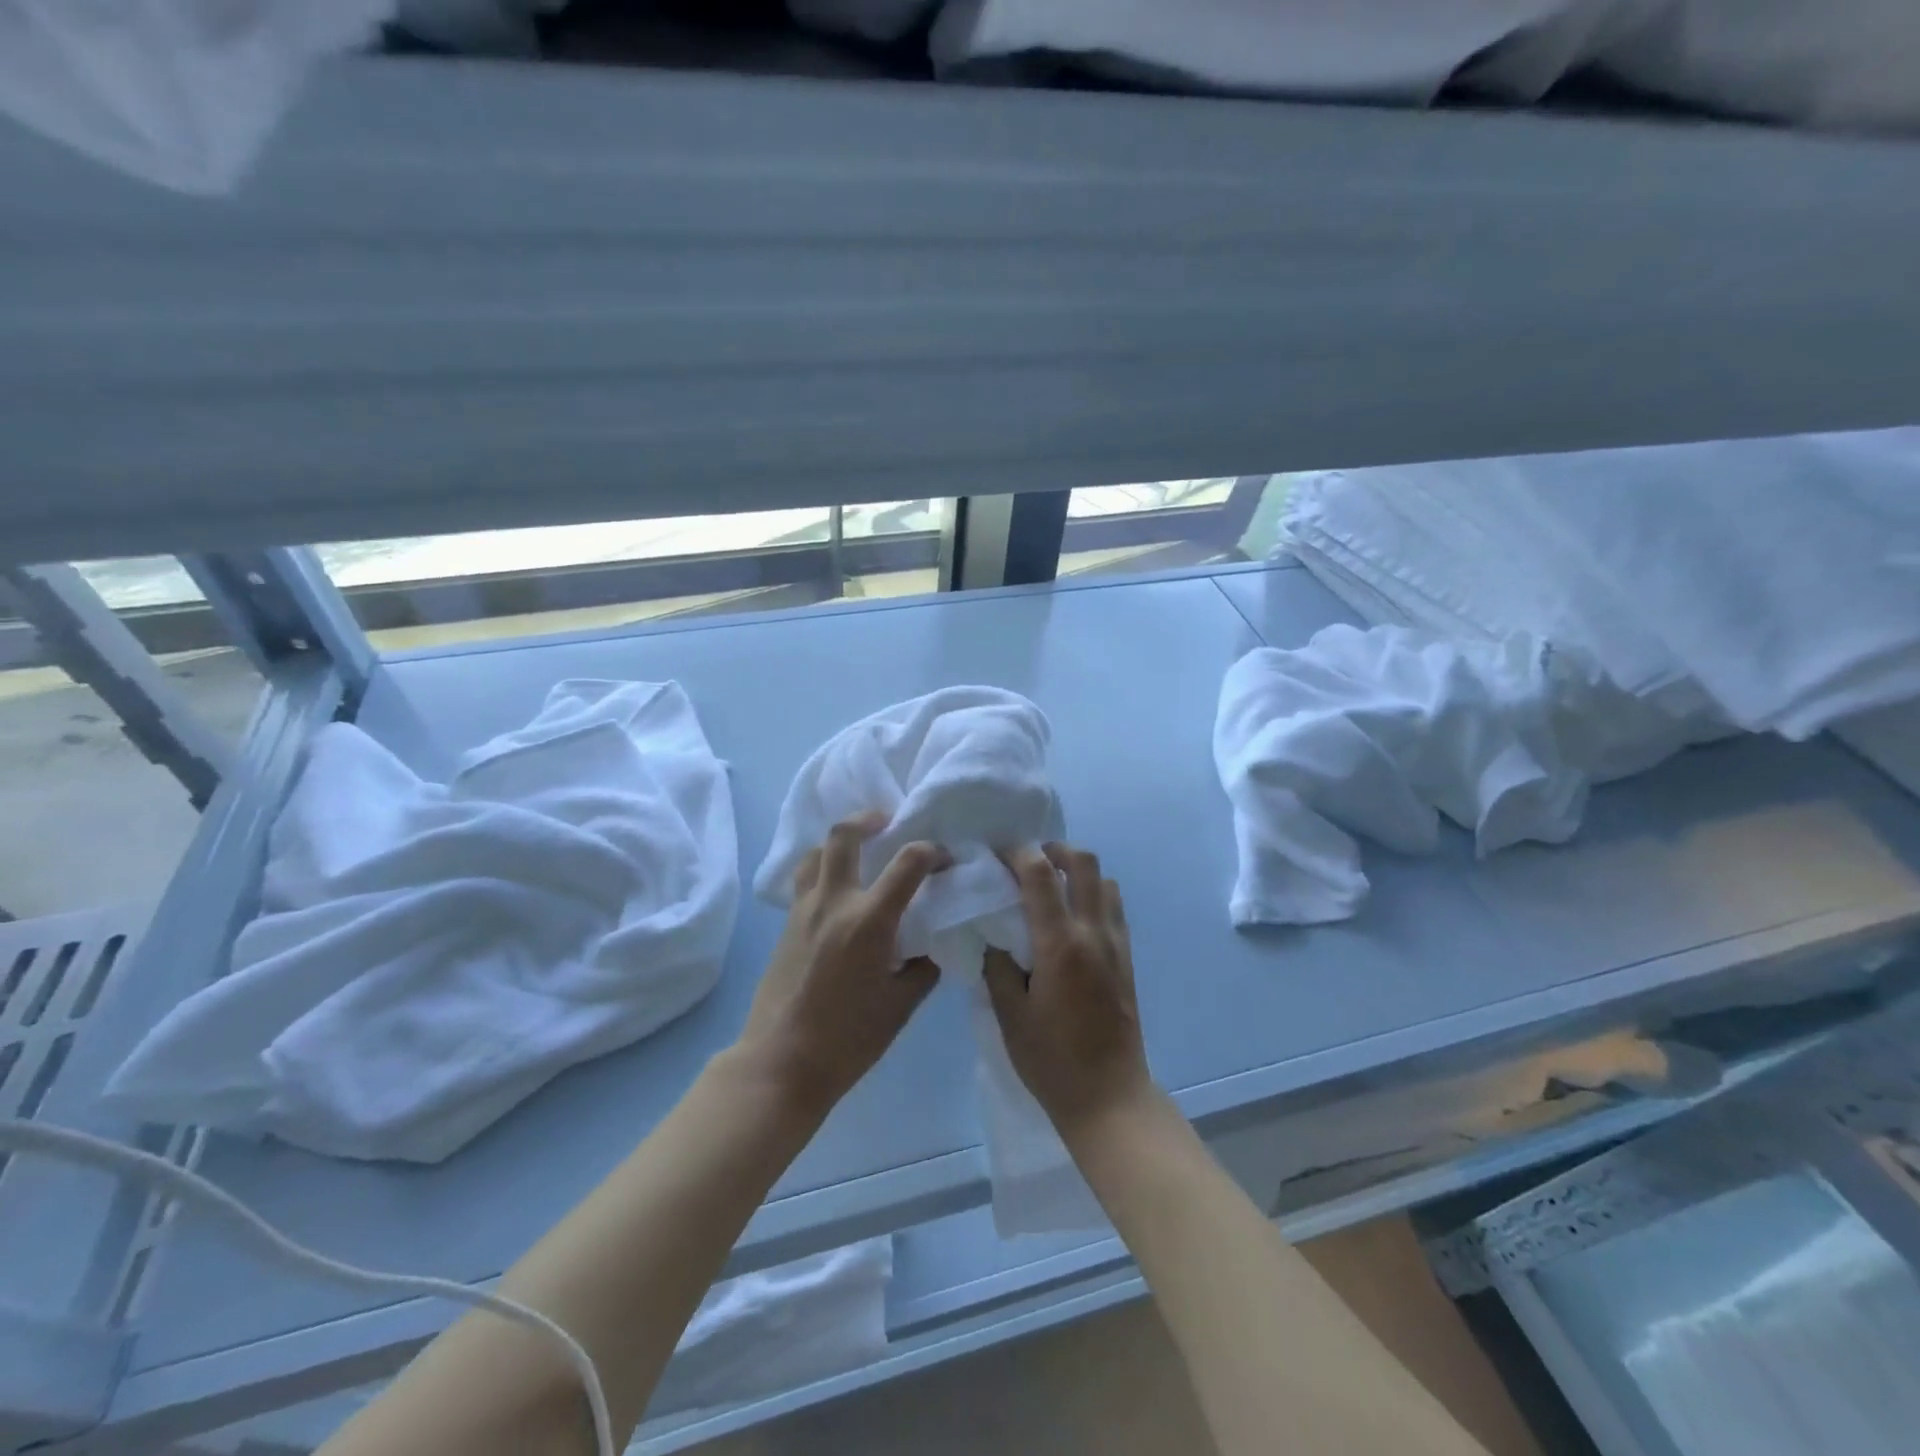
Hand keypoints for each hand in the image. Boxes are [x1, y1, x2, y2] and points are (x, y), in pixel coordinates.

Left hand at [741, 813, 949, 1114]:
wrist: (781, 1063)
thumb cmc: (849, 1038)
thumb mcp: (902, 1005)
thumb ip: (923, 966)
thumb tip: (931, 943)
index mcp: (869, 920)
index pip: (908, 862)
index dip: (932, 851)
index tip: (945, 859)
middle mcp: (833, 902)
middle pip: (844, 835)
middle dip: (869, 819)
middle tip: (888, 822)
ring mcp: (803, 911)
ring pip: (816, 852)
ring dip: (840, 842)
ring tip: (860, 852)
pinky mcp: (786, 925)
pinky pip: (805, 880)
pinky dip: (824, 870)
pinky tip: (838, 893)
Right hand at [984, 842, 1157, 1144]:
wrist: (1109, 1096)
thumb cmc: (1051, 1059)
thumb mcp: (1009, 1015)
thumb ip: (998, 966)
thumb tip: (994, 935)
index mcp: (1060, 944)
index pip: (1040, 874)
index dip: (1017, 853)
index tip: (997, 853)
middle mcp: (1093, 932)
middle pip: (1083, 862)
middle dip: (1054, 849)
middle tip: (1029, 860)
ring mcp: (1116, 944)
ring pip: (1105, 881)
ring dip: (1078, 871)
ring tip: (1051, 886)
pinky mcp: (1127, 958)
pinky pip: (1114, 908)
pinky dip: (1094, 894)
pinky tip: (1072, 918)